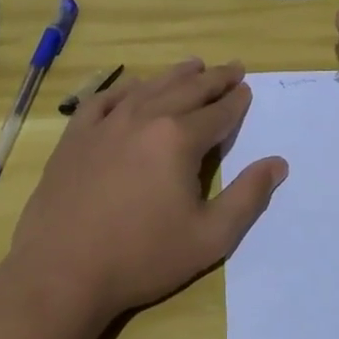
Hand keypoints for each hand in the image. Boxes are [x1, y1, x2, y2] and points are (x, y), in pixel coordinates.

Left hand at [4, 59, 287, 323]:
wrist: (61, 273)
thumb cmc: (142, 257)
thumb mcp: (210, 237)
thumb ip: (248, 197)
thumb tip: (277, 163)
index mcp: (179, 139)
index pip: (218, 111)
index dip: (236, 100)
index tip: (246, 89)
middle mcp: (144, 118)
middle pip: (187, 90)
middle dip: (214, 78)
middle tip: (232, 67)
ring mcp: (105, 125)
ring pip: (148, 87)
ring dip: (175, 75)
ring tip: (193, 65)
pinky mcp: (75, 137)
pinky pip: (104, 99)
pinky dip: (124, 88)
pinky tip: (132, 88)